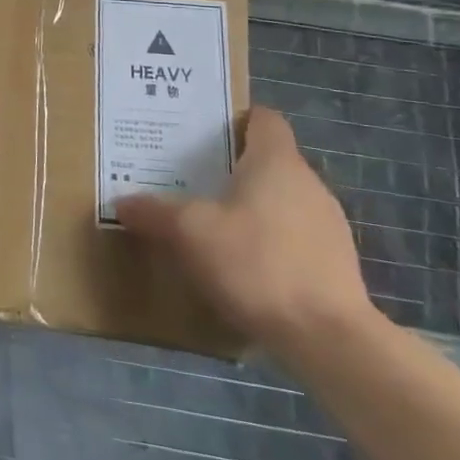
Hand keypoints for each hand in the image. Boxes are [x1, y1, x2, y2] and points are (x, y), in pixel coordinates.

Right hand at [117, 108, 374, 358]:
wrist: (328, 340)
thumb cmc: (256, 263)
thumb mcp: (190, 233)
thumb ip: (154, 212)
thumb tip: (122, 201)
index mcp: (276, 162)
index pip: (264, 119)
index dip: (236, 120)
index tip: (204, 135)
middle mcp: (308, 183)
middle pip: (269, 161)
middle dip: (233, 169)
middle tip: (190, 181)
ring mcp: (329, 226)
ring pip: (282, 202)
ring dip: (252, 210)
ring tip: (213, 228)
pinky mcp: (337, 266)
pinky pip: (295, 239)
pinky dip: (270, 244)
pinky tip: (244, 269)